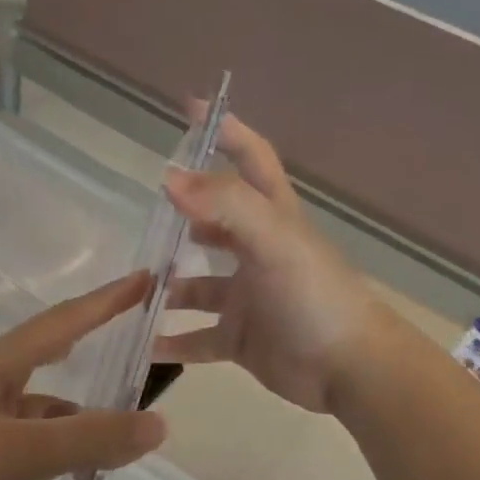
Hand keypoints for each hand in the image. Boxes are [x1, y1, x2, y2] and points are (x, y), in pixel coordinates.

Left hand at [0, 273, 167, 479]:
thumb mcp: (23, 454)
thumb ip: (90, 438)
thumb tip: (158, 423)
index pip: (65, 320)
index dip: (108, 300)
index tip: (147, 278)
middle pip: (56, 352)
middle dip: (99, 342)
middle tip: (143, 336)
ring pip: (45, 404)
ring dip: (82, 414)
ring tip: (125, 429)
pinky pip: (31, 436)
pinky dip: (59, 446)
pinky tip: (77, 469)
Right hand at [156, 113, 380, 413]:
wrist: (349, 369)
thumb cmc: (314, 296)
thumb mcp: (273, 240)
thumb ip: (225, 205)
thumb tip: (170, 177)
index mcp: (273, 220)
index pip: (252, 161)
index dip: (227, 132)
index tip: (191, 109)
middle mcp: (258, 253)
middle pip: (216, 224)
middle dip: (182, 217)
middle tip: (143, 217)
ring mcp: (248, 298)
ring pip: (198, 286)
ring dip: (168, 286)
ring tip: (131, 287)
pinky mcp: (240, 338)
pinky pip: (198, 338)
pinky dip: (171, 341)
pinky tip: (141, 344)